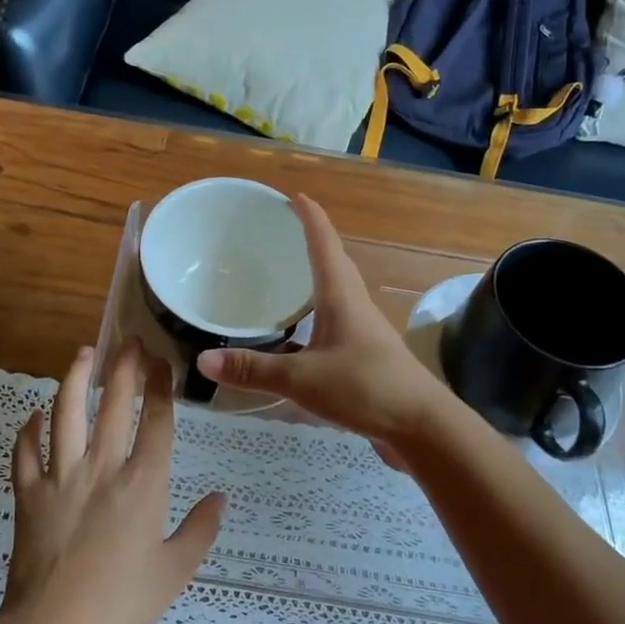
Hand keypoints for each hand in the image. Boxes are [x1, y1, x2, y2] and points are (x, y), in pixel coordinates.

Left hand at [0, 340, 223, 623]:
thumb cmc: (120, 604)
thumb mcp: (175, 572)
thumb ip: (200, 530)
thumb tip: (220, 498)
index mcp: (143, 484)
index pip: (156, 421)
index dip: (161, 386)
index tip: (163, 362)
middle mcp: (102, 468)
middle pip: (114, 404)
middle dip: (124, 366)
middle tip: (129, 340)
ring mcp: (60, 476)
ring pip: (65, 413)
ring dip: (75, 378)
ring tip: (84, 352)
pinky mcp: (27, 493)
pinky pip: (25, 451)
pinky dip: (28, 429)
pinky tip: (34, 414)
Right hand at [197, 195, 454, 450]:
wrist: (421, 426)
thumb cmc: (365, 387)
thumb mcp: (302, 378)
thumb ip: (253, 369)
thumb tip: (203, 358)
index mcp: (341, 296)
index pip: (324, 244)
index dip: (310, 218)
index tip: (295, 196)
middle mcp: (355, 305)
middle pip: (334, 263)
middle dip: (311, 243)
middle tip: (283, 233)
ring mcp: (364, 332)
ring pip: (336, 294)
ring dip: (315, 280)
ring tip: (287, 278)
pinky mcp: (366, 356)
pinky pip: (335, 323)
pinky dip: (315, 316)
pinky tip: (298, 335)